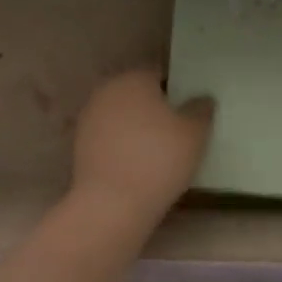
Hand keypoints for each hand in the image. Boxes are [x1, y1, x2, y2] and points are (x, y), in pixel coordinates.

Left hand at [72, 70, 214, 222]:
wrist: (112, 204)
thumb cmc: (159, 159)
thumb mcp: (195, 133)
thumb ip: (201, 110)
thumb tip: (201, 99)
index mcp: (134, 79)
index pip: (160, 76)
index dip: (177, 93)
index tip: (190, 114)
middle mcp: (107, 91)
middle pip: (137, 96)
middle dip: (155, 110)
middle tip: (177, 133)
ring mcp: (89, 118)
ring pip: (122, 118)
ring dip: (137, 129)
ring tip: (158, 153)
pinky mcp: (80, 146)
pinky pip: (110, 139)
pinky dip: (122, 147)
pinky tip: (138, 166)